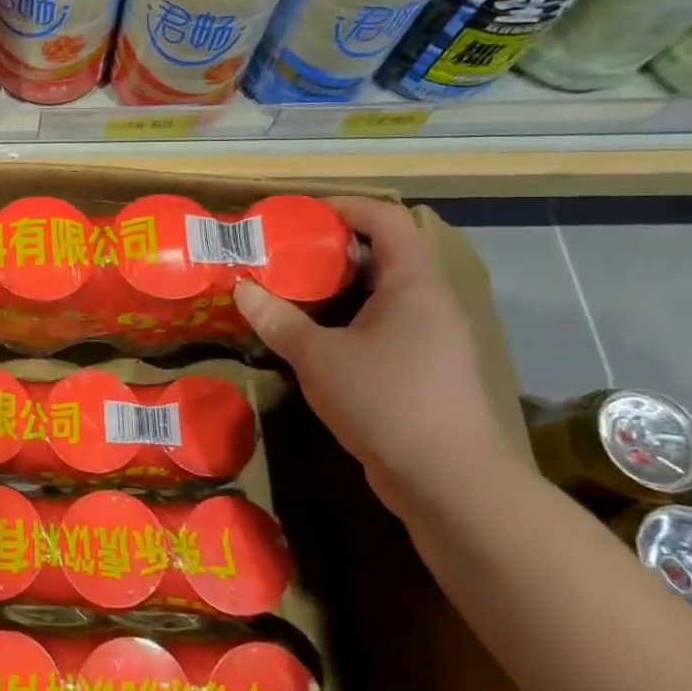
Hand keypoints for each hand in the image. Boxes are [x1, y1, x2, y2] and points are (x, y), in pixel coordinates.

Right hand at [231, 195, 512, 516]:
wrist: (450, 483)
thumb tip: (241, 288)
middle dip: (333, 250)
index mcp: (413, 284)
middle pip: (384, 256)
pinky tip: (315, 341)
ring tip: (292, 293)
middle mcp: (430, 304)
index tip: (301, 214)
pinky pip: (385, 328)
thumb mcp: (318, 356)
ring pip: (382, 296)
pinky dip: (350, 322)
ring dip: (339, 290)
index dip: (346, 207)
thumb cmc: (385, 401)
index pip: (387, 220)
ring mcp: (433, 340)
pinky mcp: (427, 373)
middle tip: (285, 254)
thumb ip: (278, 320)